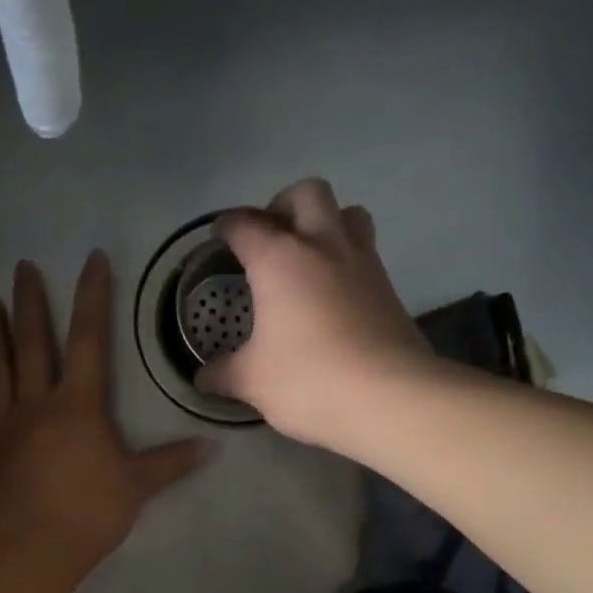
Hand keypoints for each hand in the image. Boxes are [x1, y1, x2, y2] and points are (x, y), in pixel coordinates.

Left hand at [0, 251, 205, 581]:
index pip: (89, 340)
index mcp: (78, 405)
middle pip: (32, 342)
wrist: (30, 551)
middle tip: (22, 267)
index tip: (91, 259)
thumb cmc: (88, 514)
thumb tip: (212, 446)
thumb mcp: (137, 486)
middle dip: (29, 302)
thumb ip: (171, 462)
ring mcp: (2, 424)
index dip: (92, 297)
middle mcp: (36, 403)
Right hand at [198, 177, 433, 449]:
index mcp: (279, 259)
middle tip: (269, 238)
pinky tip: (332, 295)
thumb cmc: (308, 380)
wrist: (390, 398)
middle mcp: (323, 246)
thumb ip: (222, 374)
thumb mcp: (252, 382)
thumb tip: (202, 378)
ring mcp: (363, 263)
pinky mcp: (389, 288)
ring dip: (325, 223)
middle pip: (306, 193)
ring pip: (348, 213)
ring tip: (307, 257)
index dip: (227, 226)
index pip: (245, 224)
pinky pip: (365, 253)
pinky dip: (345, 260)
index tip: (219, 236)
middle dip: (283, 205)